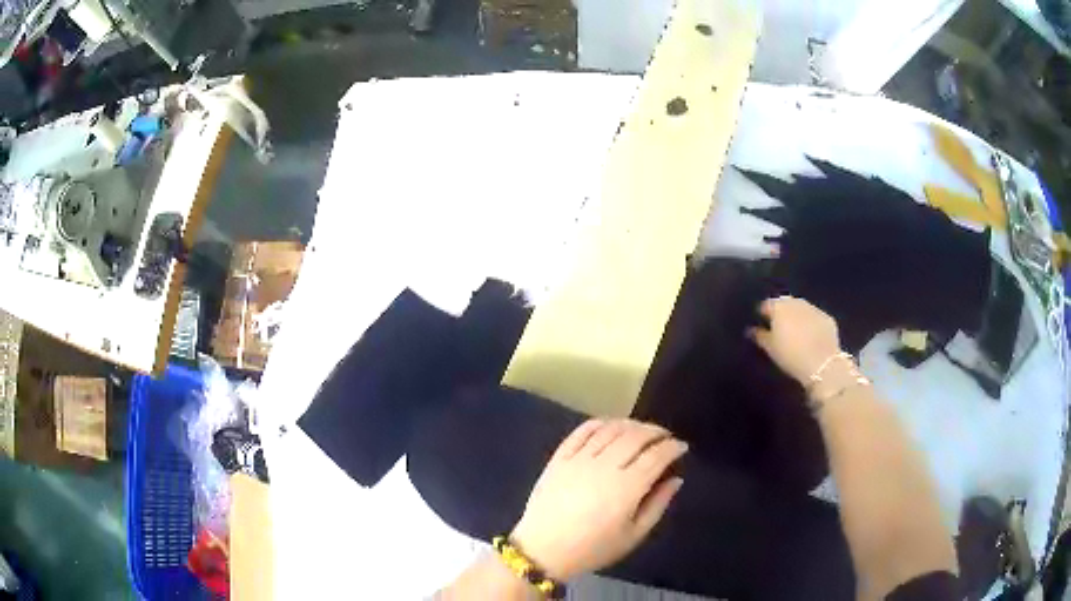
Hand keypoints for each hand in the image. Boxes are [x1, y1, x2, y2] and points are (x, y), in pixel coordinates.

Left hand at [509, 419, 686, 580]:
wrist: (543, 550)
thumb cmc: (593, 549)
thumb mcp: (633, 536)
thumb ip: (658, 505)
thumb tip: (675, 479)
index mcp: (627, 488)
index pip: (657, 456)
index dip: (673, 447)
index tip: (681, 447)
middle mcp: (604, 466)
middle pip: (636, 436)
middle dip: (656, 432)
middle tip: (665, 437)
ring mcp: (579, 459)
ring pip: (611, 429)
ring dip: (631, 424)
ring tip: (641, 431)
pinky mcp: (559, 458)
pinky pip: (582, 431)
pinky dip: (600, 423)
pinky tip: (610, 426)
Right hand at [750, 296, 841, 383]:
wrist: (821, 363)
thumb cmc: (790, 355)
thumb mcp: (769, 348)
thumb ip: (759, 335)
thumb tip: (751, 329)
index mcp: (779, 306)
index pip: (766, 304)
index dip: (763, 314)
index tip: (761, 324)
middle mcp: (797, 302)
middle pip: (785, 304)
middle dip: (781, 313)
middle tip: (778, 329)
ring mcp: (814, 308)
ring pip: (801, 309)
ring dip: (797, 317)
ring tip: (795, 333)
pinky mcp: (828, 318)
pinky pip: (815, 318)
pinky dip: (811, 324)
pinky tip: (810, 337)